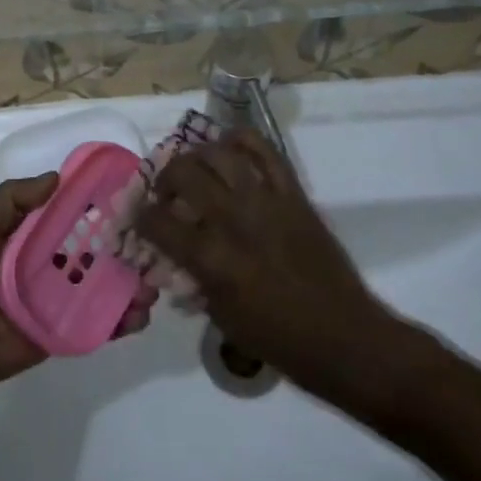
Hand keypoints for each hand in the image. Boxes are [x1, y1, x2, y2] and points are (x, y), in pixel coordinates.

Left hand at [0, 174, 156, 412]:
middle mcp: (47, 264)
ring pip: (103, 287)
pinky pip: (96, 324)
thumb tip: (57, 177)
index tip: (132, 195)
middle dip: (125, 247)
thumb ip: (11, 202)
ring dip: (130, 283)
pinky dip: (120, 320)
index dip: (98, 206)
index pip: (70, 215)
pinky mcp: (62, 333)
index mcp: (28, 236)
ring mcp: (57, 300)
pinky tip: (139, 315)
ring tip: (154, 283)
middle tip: (155, 244)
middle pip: (94, 251)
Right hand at [137, 129, 405, 404]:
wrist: (343, 338)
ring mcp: (265, 201)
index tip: (138, 216)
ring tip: (196, 170)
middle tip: (166, 193)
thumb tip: (173, 253)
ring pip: (218, 153)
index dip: (139, 216)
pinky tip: (229, 149)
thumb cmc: (277, 339)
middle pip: (183, 173)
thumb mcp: (220, 315)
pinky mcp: (292, 194)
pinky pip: (264, 150)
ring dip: (197, 157)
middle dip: (164, 179)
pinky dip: (241, 140)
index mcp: (210, 258)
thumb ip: (193, 276)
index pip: (156, 221)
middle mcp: (233, 219)